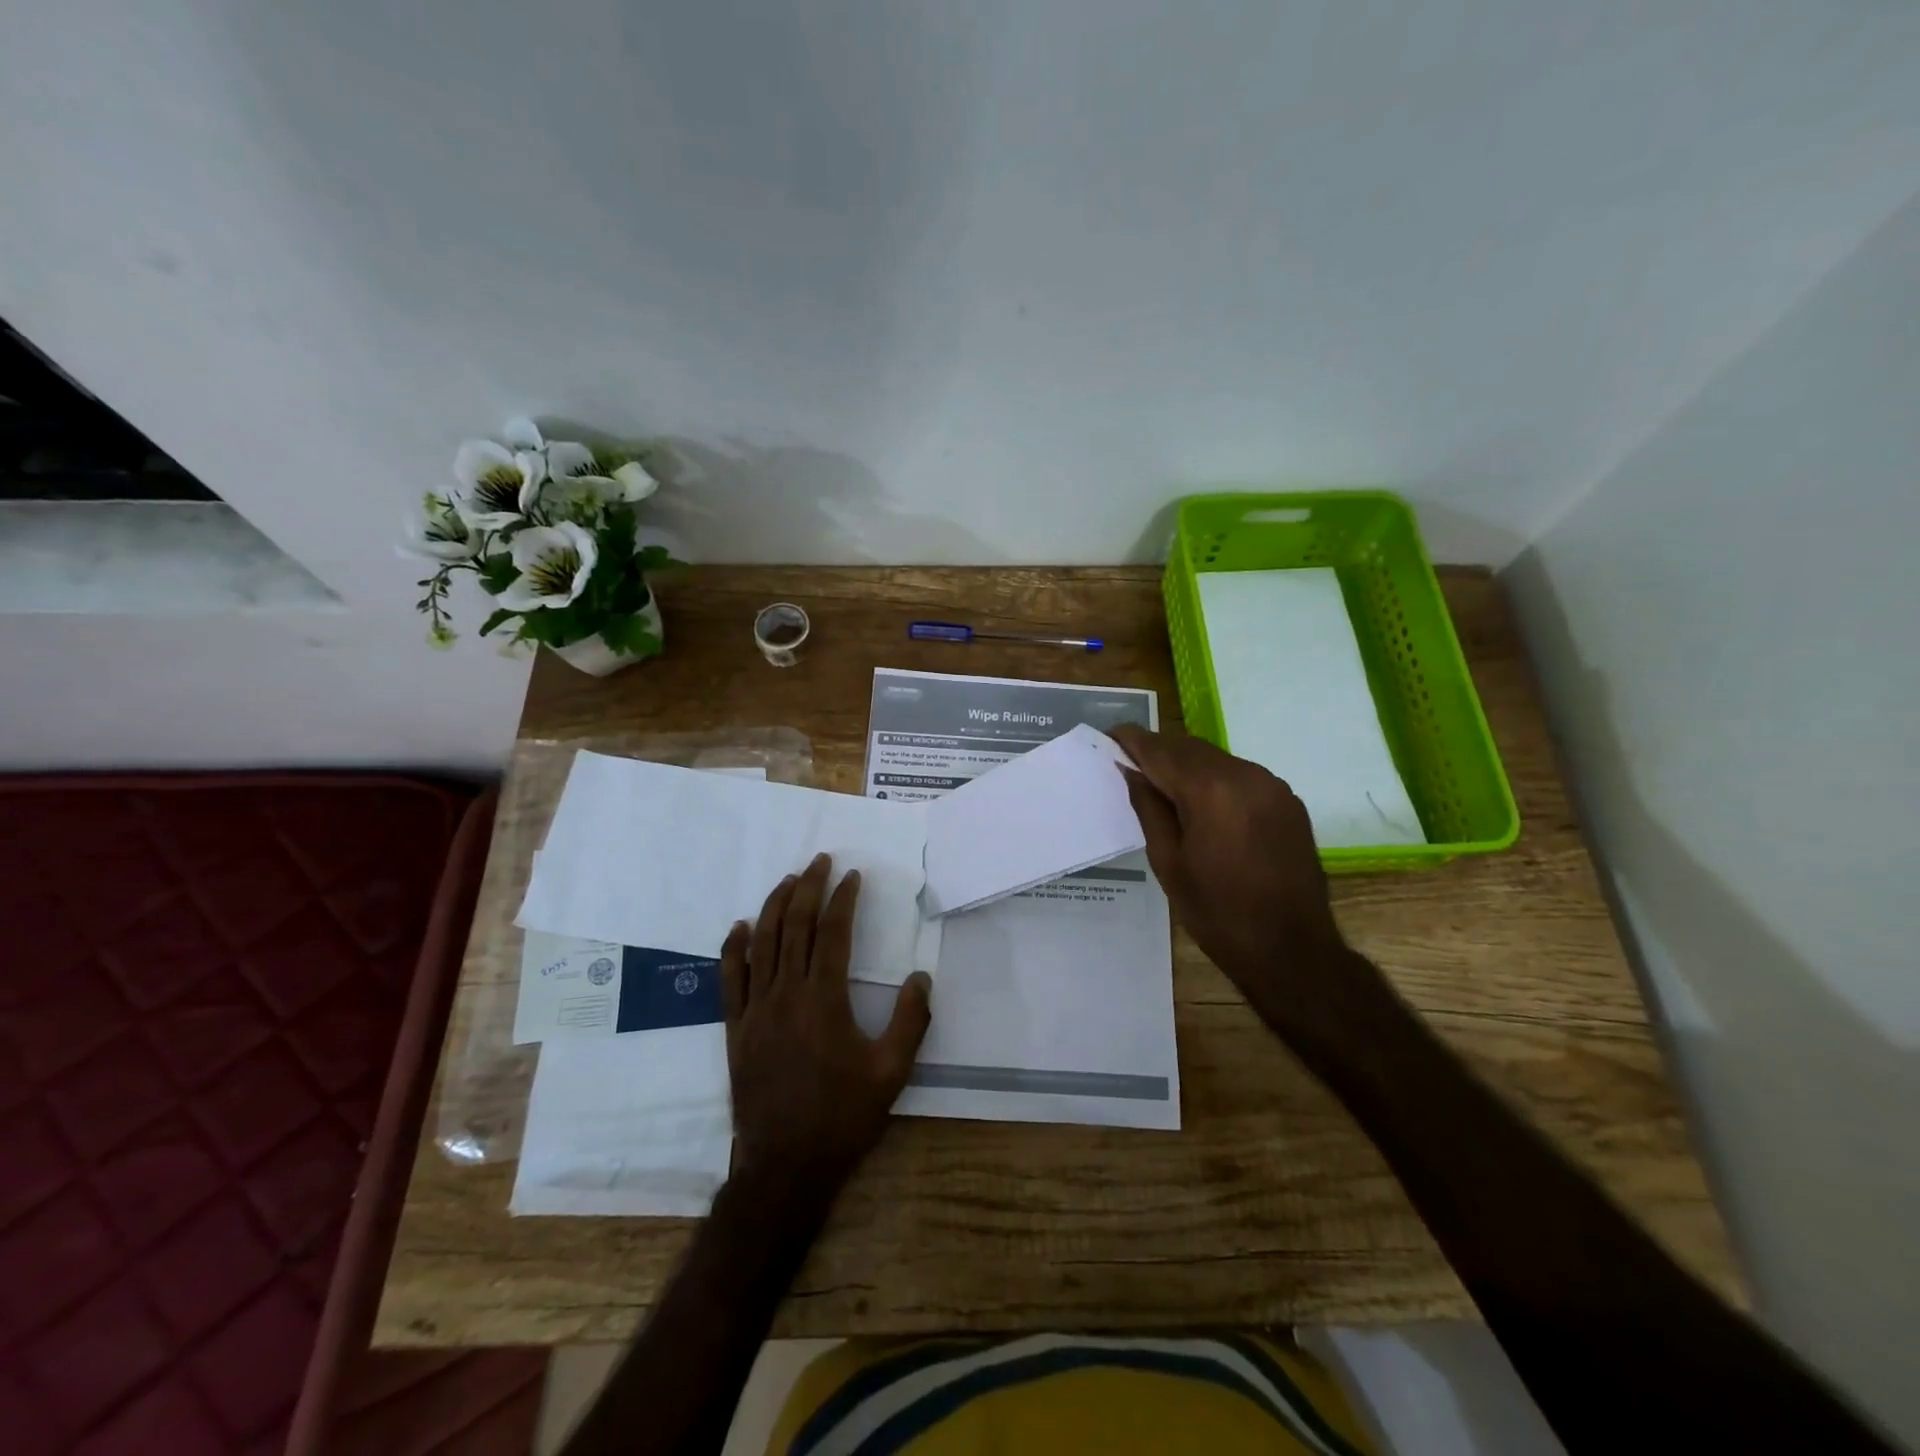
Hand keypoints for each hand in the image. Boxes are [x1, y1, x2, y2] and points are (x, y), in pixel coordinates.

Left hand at [721, 854, 931, 1196]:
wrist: (785, 1166)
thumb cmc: (842, 1117)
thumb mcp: (892, 1072)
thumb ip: (910, 1021)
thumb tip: (921, 977)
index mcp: (824, 999)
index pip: (833, 933)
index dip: (843, 899)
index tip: (852, 876)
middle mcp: (786, 994)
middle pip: (795, 927)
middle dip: (808, 888)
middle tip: (820, 861)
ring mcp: (756, 1009)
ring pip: (762, 943)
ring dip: (775, 906)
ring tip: (789, 880)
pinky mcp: (735, 1028)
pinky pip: (729, 978)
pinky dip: (734, 948)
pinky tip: (739, 927)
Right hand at [1110, 724, 1378, 1052]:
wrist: (1292, 949)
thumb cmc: (1218, 912)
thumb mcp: (1168, 862)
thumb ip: (1148, 808)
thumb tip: (1130, 771)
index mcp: (1211, 791)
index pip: (1161, 751)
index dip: (1132, 740)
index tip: (1109, 737)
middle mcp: (1246, 775)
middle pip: (1189, 747)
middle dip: (1158, 750)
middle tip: (1128, 762)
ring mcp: (1272, 786)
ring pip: (1216, 759)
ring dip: (1186, 763)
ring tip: (1160, 783)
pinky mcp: (1287, 800)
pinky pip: (1240, 775)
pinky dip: (1213, 778)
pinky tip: (1200, 801)